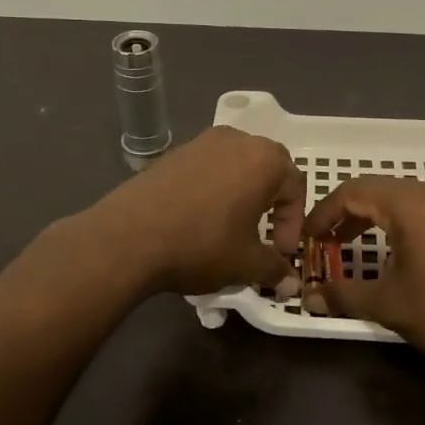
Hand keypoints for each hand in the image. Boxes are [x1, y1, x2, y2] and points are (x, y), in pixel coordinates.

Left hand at [90, 127, 305, 296]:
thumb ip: (274, 269)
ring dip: (241, 194)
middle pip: (267, 168)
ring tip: (231, 227)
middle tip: (262, 235)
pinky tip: (198, 219)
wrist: (129, 237)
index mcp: (264, 159)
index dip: (293, 224)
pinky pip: (206, 169)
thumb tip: (290, 284)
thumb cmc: (202, 245)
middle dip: (271, 203)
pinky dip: (212, 190)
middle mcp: (236, 140)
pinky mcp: (172, 154)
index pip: (295, 187)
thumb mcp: (245, 263)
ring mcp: (200, 142)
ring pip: (235, 166)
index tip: (280, 253)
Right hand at [303, 176, 424, 371]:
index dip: (322, 214)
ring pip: (399, 198)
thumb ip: (344, 295)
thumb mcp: (389, 304)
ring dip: (370, 218)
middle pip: (374, 190)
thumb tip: (309, 298)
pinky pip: (421, 209)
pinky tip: (393, 252)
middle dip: (343, 215)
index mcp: (408, 202)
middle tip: (324, 245)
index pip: (351, 191)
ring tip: (350, 248)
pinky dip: (396, 223)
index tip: (306, 240)